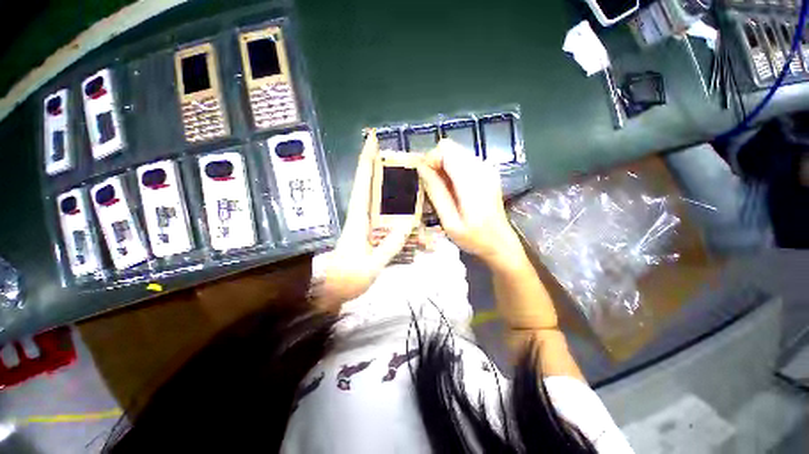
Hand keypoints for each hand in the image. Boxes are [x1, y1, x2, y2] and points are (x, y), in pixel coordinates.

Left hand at [313, 133, 411, 309]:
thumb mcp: (370, 265)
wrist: (335, 290)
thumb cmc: (348, 278)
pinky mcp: (372, 232)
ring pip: (381, 200)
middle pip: (372, 185)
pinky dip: (398, 213)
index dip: (366, 160)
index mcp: (358, 217)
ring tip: (412, 184)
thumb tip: (407, 225)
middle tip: (402, 158)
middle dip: (383, 168)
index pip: (362, 182)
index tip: (372, 140)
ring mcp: (367, 224)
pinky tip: (411, 217)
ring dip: (393, 190)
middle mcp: (362, 215)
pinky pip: (386, 216)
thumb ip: (389, 246)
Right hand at [417, 139, 522, 267]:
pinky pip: (463, 161)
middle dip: (437, 164)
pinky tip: (454, 190)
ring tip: (444, 191)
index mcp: (472, 180)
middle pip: (450, 148)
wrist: (500, 243)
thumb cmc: (473, 238)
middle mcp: (482, 167)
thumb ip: (436, 192)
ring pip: (455, 154)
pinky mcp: (488, 171)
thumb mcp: (449, 222)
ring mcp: (487, 168)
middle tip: (434, 188)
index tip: (426, 180)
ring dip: (444, 168)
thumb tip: (421, 168)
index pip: (445, 150)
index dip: (431, 160)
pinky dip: (453, 171)